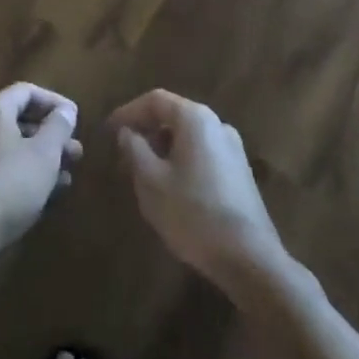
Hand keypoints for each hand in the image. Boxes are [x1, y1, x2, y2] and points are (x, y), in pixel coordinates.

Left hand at [0, 83, 82, 261]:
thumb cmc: (10, 183)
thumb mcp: (44, 152)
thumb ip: (58, 126)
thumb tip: (66, 110)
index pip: (27, 91)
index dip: (55, 101)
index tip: (75, 119)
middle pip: (22, 120)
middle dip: (53, 134)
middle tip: (76, 150)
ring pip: (17, 148)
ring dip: (45, 158)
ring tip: (69, 174)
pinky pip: (8, 169)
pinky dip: (30, 175)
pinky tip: (51, 193)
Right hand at [109, 90, 289, 300]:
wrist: (249, 258)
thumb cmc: (193, 213)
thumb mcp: (151, 182)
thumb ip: (134, 149)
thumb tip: (127, 132)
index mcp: (195, 118)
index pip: (155, 100)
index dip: (128, 111)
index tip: (109, 130)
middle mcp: (217, 124)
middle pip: (174, 115)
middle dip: (146, 131)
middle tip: (124, 153)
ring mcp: (233, 148)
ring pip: (188, 136)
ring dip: (163, 147)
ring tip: (144, 173)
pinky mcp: (240, 172)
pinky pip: (203, 154)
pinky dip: (181, 160)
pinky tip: (172, 188)